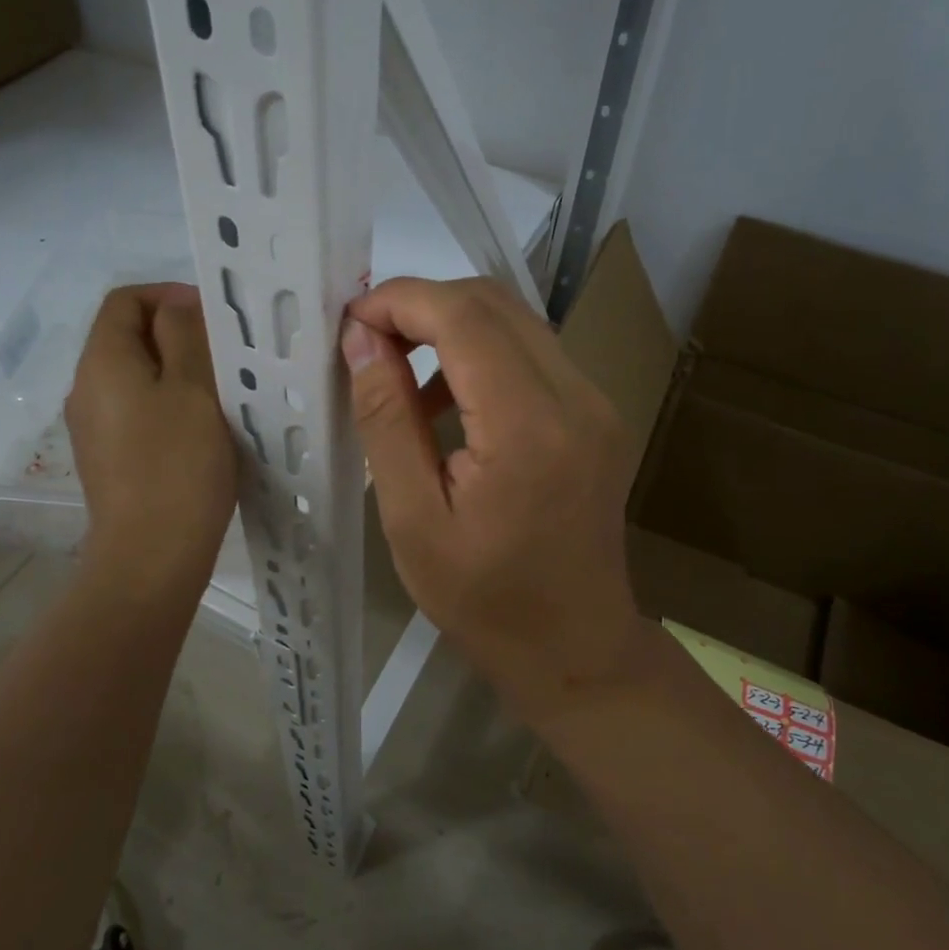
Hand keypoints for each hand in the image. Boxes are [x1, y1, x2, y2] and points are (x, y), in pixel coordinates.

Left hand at [65, 284, 236, 594]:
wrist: (151, 556)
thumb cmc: (178, 465)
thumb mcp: (193, 388)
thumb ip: (185, 335)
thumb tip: (177, 306)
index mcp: (102, 361)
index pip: (125, 300)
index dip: (169, 295)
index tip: (214, 317)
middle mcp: (86, 388)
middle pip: (128, 336)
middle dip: (178, 334)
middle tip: (226, 354)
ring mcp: (94, 427)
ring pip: (136, 376)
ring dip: (177, 371)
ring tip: (222, 390)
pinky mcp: (108, 458)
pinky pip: (137, 410)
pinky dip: (168, 404)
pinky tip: (202, 428)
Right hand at [341, 278, 644, 724]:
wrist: (576, 648)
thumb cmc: (483, 600)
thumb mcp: (413, 518)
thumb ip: (387, 419)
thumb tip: (361, 338)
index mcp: (528, 428)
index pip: (464, 317)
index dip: (401, 301)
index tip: (351, 321)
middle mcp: (576, 398)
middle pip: (493, 303)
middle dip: (422, 305)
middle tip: (367, 342)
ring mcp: (596, 402)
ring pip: (515, 320)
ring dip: (450, 327)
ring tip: (398, 374)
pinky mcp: (597, 413)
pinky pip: (532, 353)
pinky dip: (481, 354)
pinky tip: (447, 402)